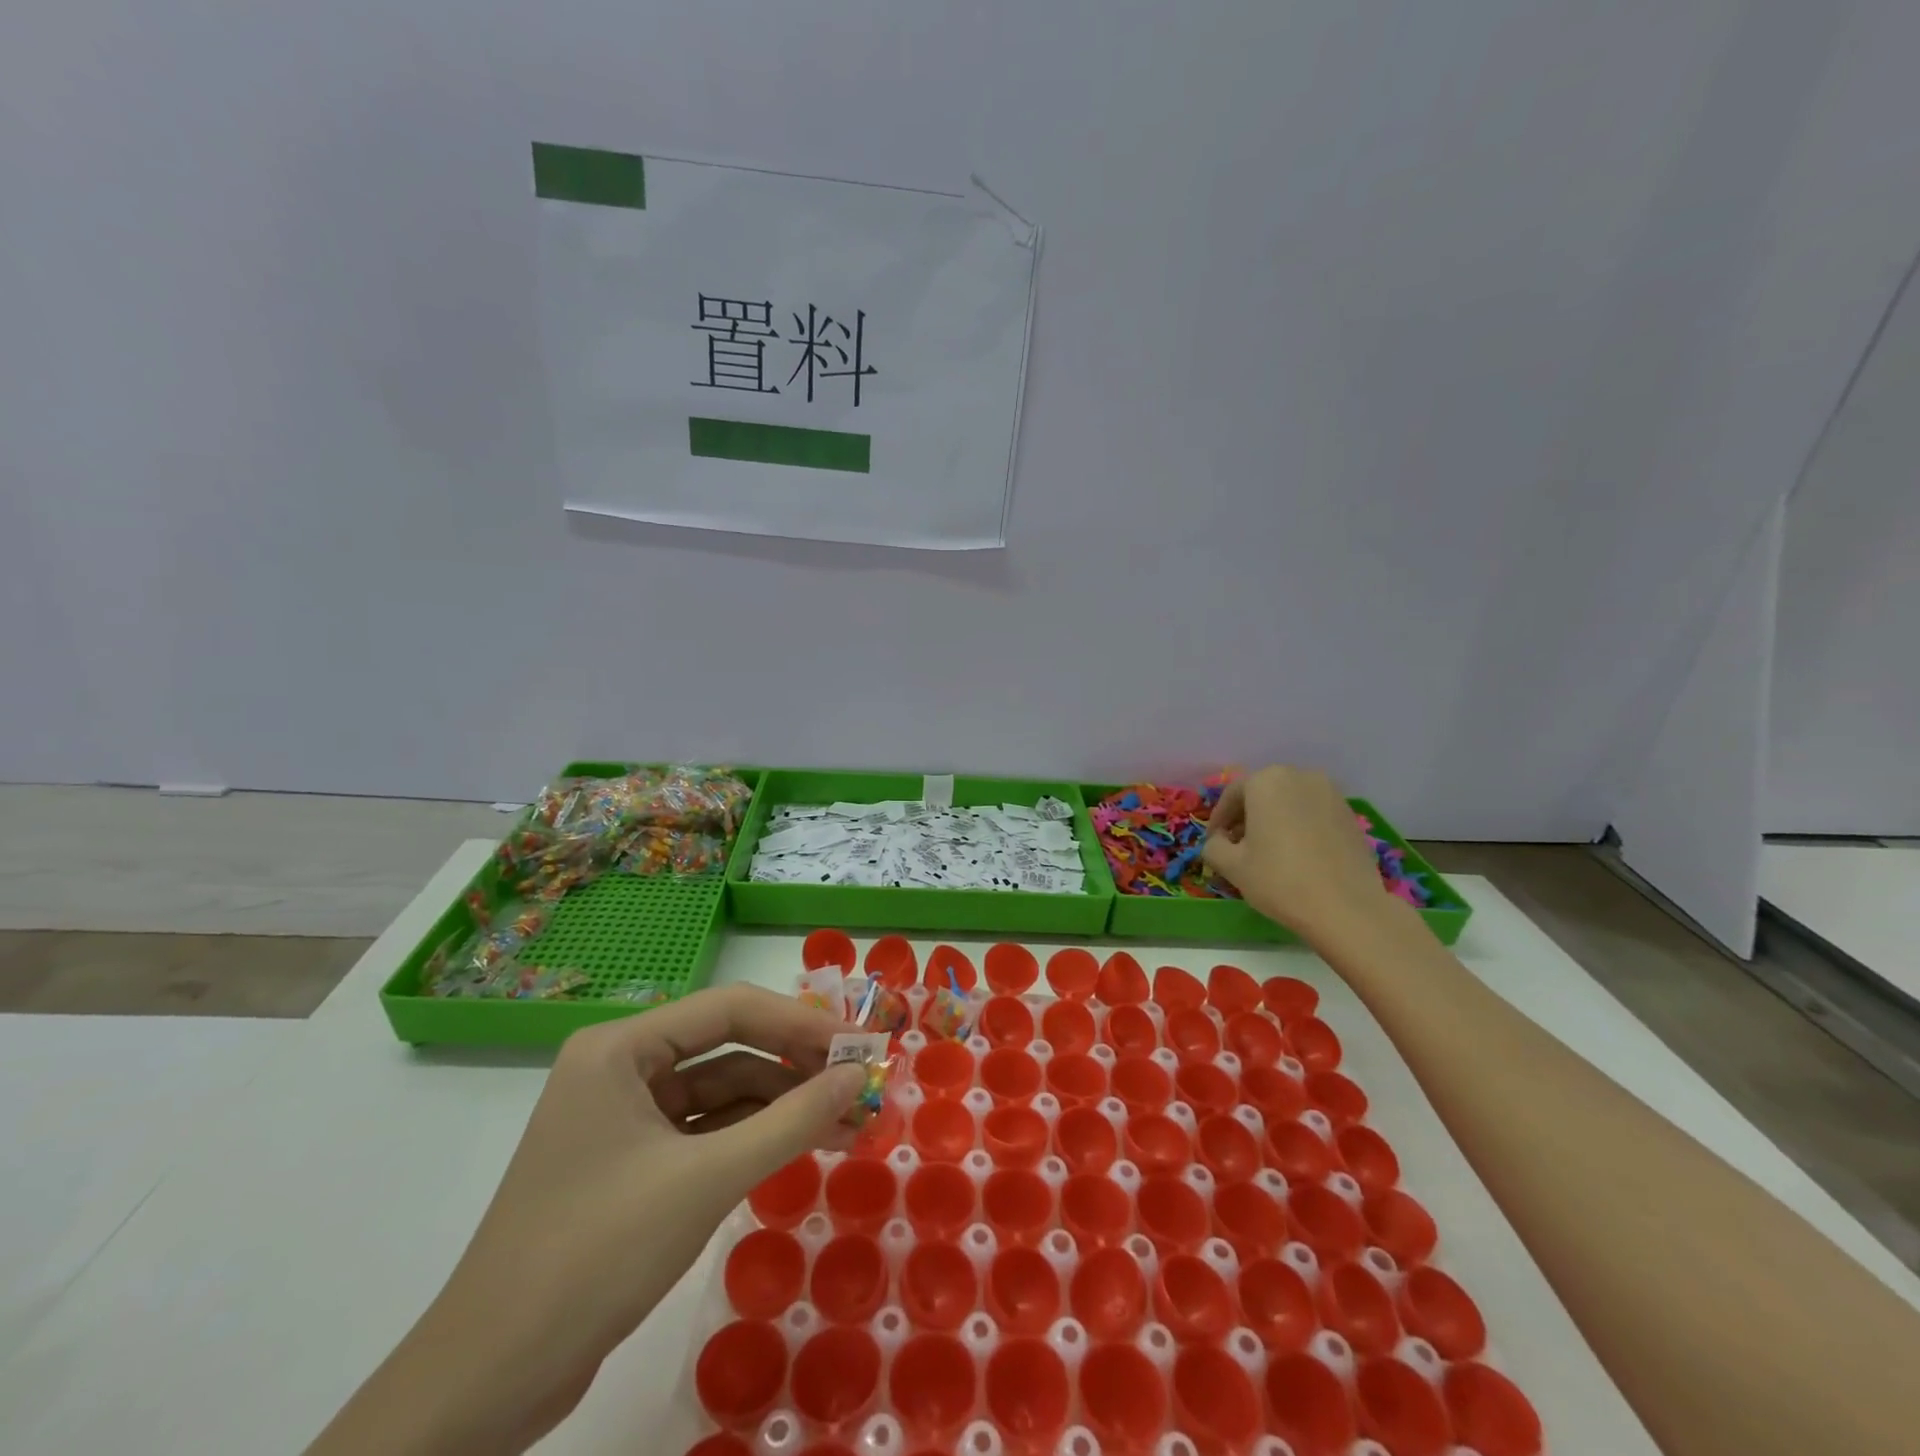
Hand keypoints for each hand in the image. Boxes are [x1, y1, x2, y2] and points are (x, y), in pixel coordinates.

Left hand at [307, 986, 863, 1455]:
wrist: (489, 1384)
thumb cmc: (596, 1254)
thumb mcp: (706, 1180)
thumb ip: (791, 1120)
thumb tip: (858, 1076)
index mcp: (620, 1048)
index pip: (729, 1009)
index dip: (800, 1023)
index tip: (859, 1045)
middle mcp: (620, 1068)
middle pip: (727, 1049)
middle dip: (796, 1069)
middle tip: (861, 1087)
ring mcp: (624, 1118)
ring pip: (721, 1093)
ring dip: (782, 1107)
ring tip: (849, 1125)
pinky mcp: (630, 1164)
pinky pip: (705, 1132)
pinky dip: (753, 1138)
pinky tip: (800, 1147)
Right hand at [1204, 765, 1389, 938]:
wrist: (1347, 909)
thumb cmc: (1280, 880)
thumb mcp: (1231, 866)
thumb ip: (1213, 846)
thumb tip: (1219, 841)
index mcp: (1266, 781)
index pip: (1232, 794)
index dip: (1218, 819)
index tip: (1213, 842)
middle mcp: (1300, 776)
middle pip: (1262, 793)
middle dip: (1246, 817)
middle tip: (1237, 845)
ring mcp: (1331, 793)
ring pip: (1289, 802)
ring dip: (1273, 820)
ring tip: (1267, 851)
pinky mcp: (1350, 814)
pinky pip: (1312, 813)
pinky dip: (1298, 826)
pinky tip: (1296, 854)